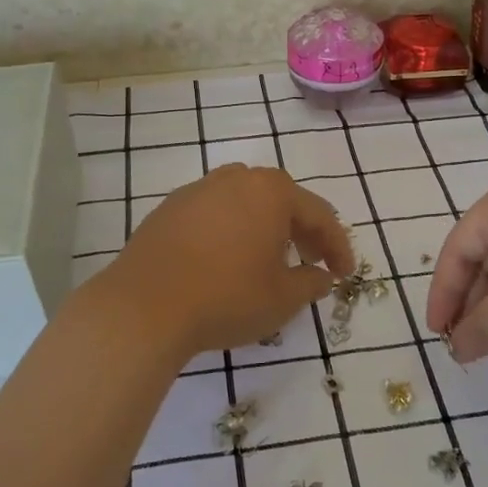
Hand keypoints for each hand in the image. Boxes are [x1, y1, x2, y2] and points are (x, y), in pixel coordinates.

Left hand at [99, 164, 355, 356]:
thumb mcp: (283, 298)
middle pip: (281, 201)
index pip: (319, 214)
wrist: (143, 307)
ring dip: (265, 228)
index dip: (337, 247)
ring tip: (269, 259)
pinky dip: (231, 232)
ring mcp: (197, 190)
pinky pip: (214, 214)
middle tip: (312, 263)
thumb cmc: (226, 298)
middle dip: (302, 232)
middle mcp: (235, 179)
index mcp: (271, 191)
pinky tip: (227, 260)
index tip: (344, 274)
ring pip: (245, 203)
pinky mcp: (168, 209)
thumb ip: (311, 283)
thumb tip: (320, 277)